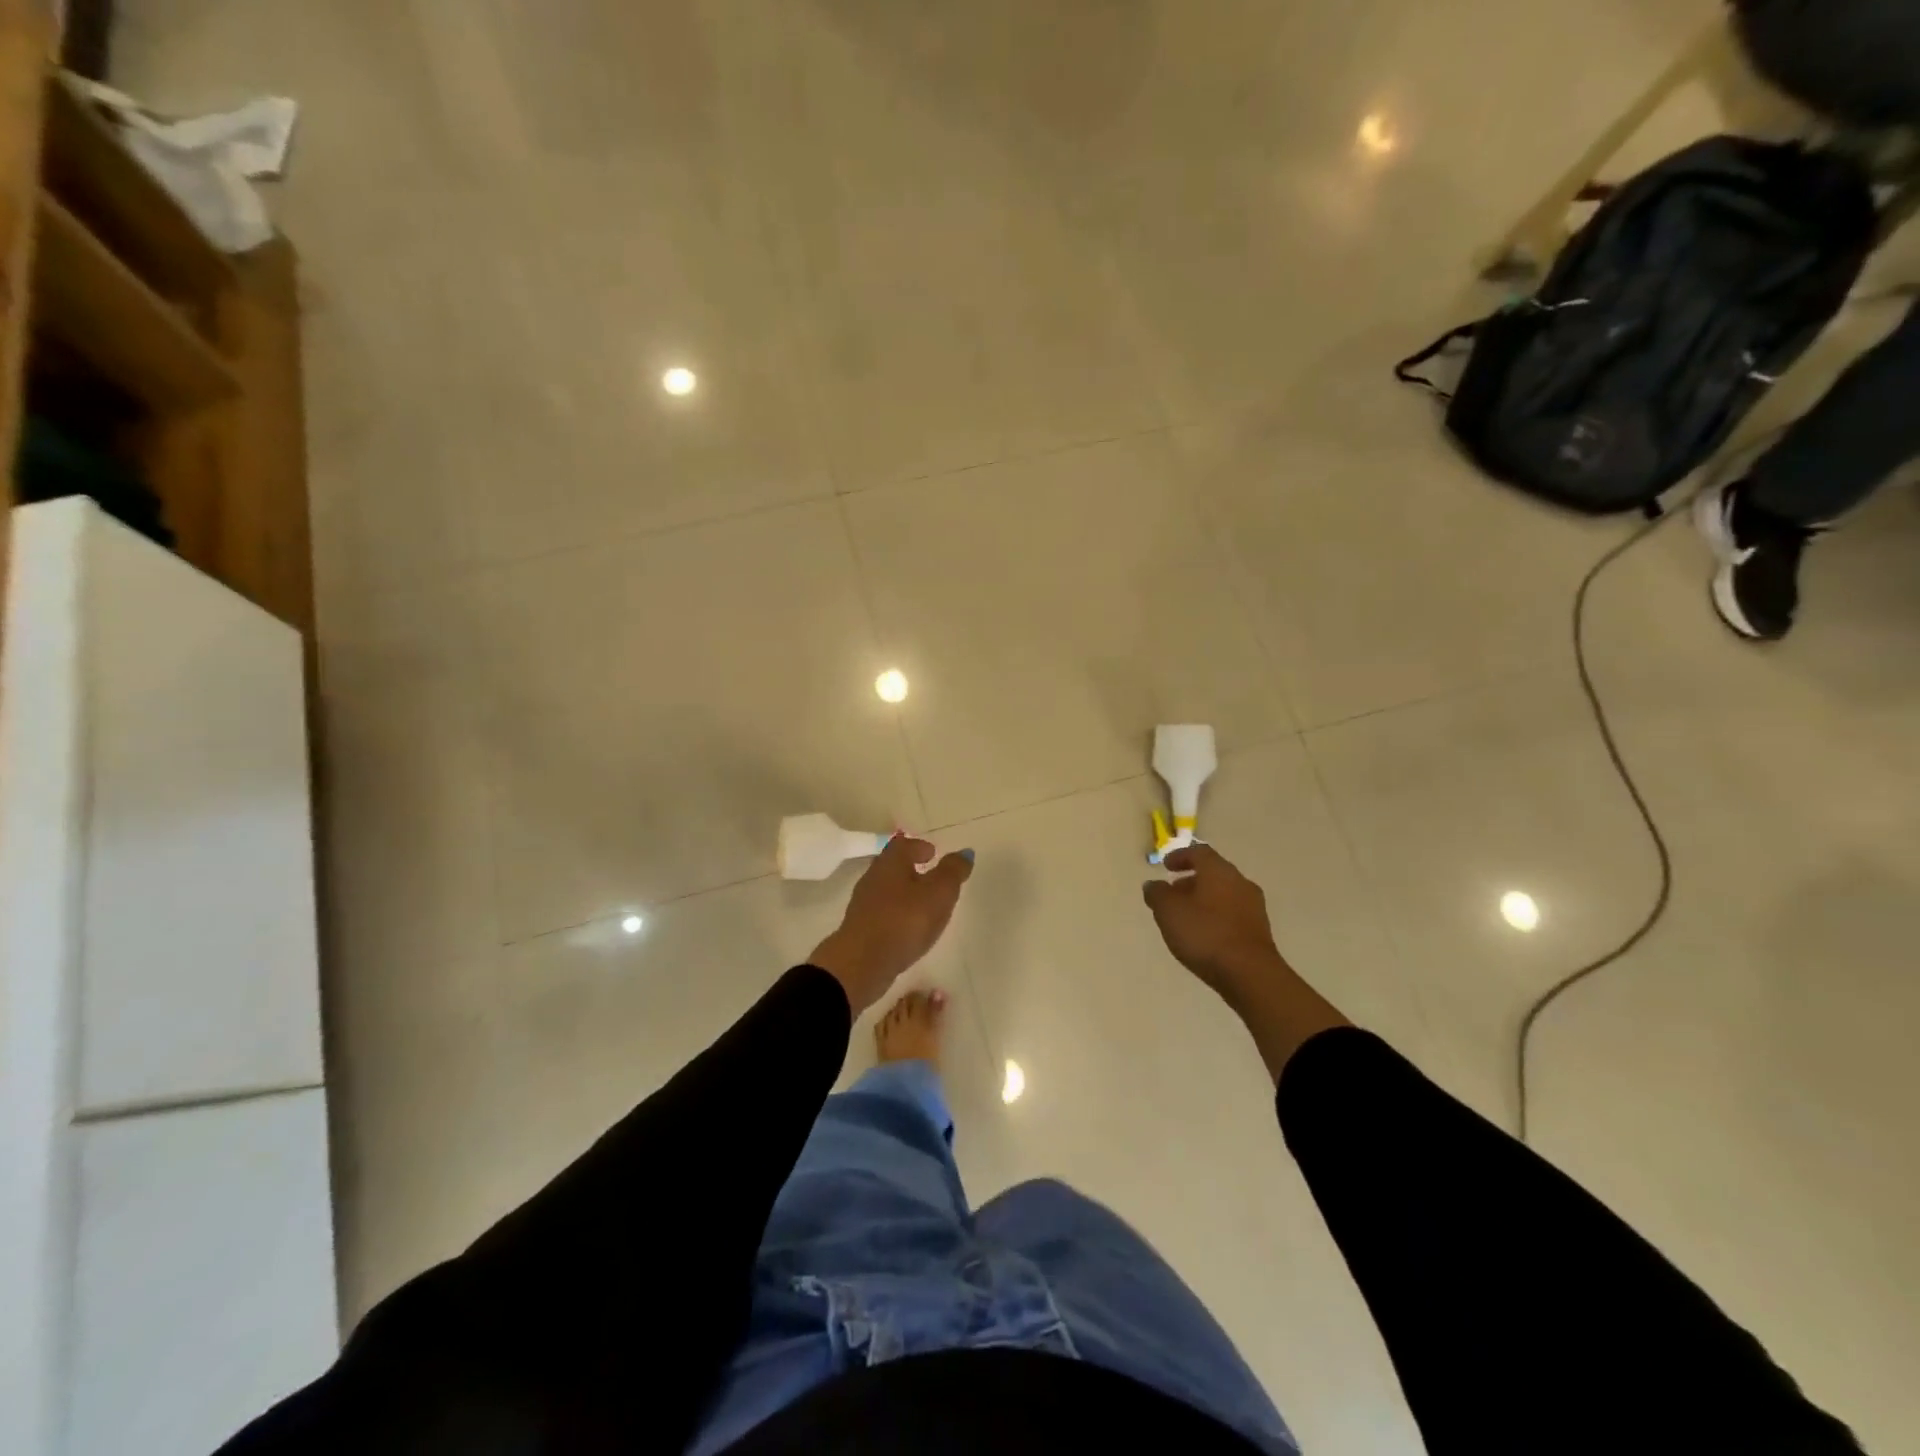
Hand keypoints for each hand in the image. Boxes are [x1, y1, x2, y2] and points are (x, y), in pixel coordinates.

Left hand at [810, 836, 973, 1015]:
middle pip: (893, 865)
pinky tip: (909, 927)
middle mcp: (873, 877)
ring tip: (925, 904)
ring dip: (905, 892)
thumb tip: (964, 852)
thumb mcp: (939, 893)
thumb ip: (953, 871)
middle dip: (912, 868)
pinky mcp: (861, 928)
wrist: (862, 963)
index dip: (919, 847)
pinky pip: (883, 912)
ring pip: (888, 890)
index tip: (933, 853)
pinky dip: (897, 913)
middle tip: (933, 877)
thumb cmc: (904, 920)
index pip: (904, 845)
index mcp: (891, 862)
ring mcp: (864, 904)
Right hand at [1142, 844, 1287, 1011]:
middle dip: (1191, 880)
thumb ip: (1157, 894)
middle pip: (1213, 873)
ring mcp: (1253, 907)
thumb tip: (1153, 884)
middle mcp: (1240, 882)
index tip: (1166, 866)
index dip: (1180, 856)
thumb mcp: (1168, 911)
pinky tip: (1204, 934)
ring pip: (1224, 894)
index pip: (1199, 852)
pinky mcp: (1259, 931)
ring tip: (1185, 916)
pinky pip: (1232, 913)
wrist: (1250, 974)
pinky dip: (1216, 916)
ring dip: (1203, 899)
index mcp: (1219, 871)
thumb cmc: (1205, 934)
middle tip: (1173, 892)